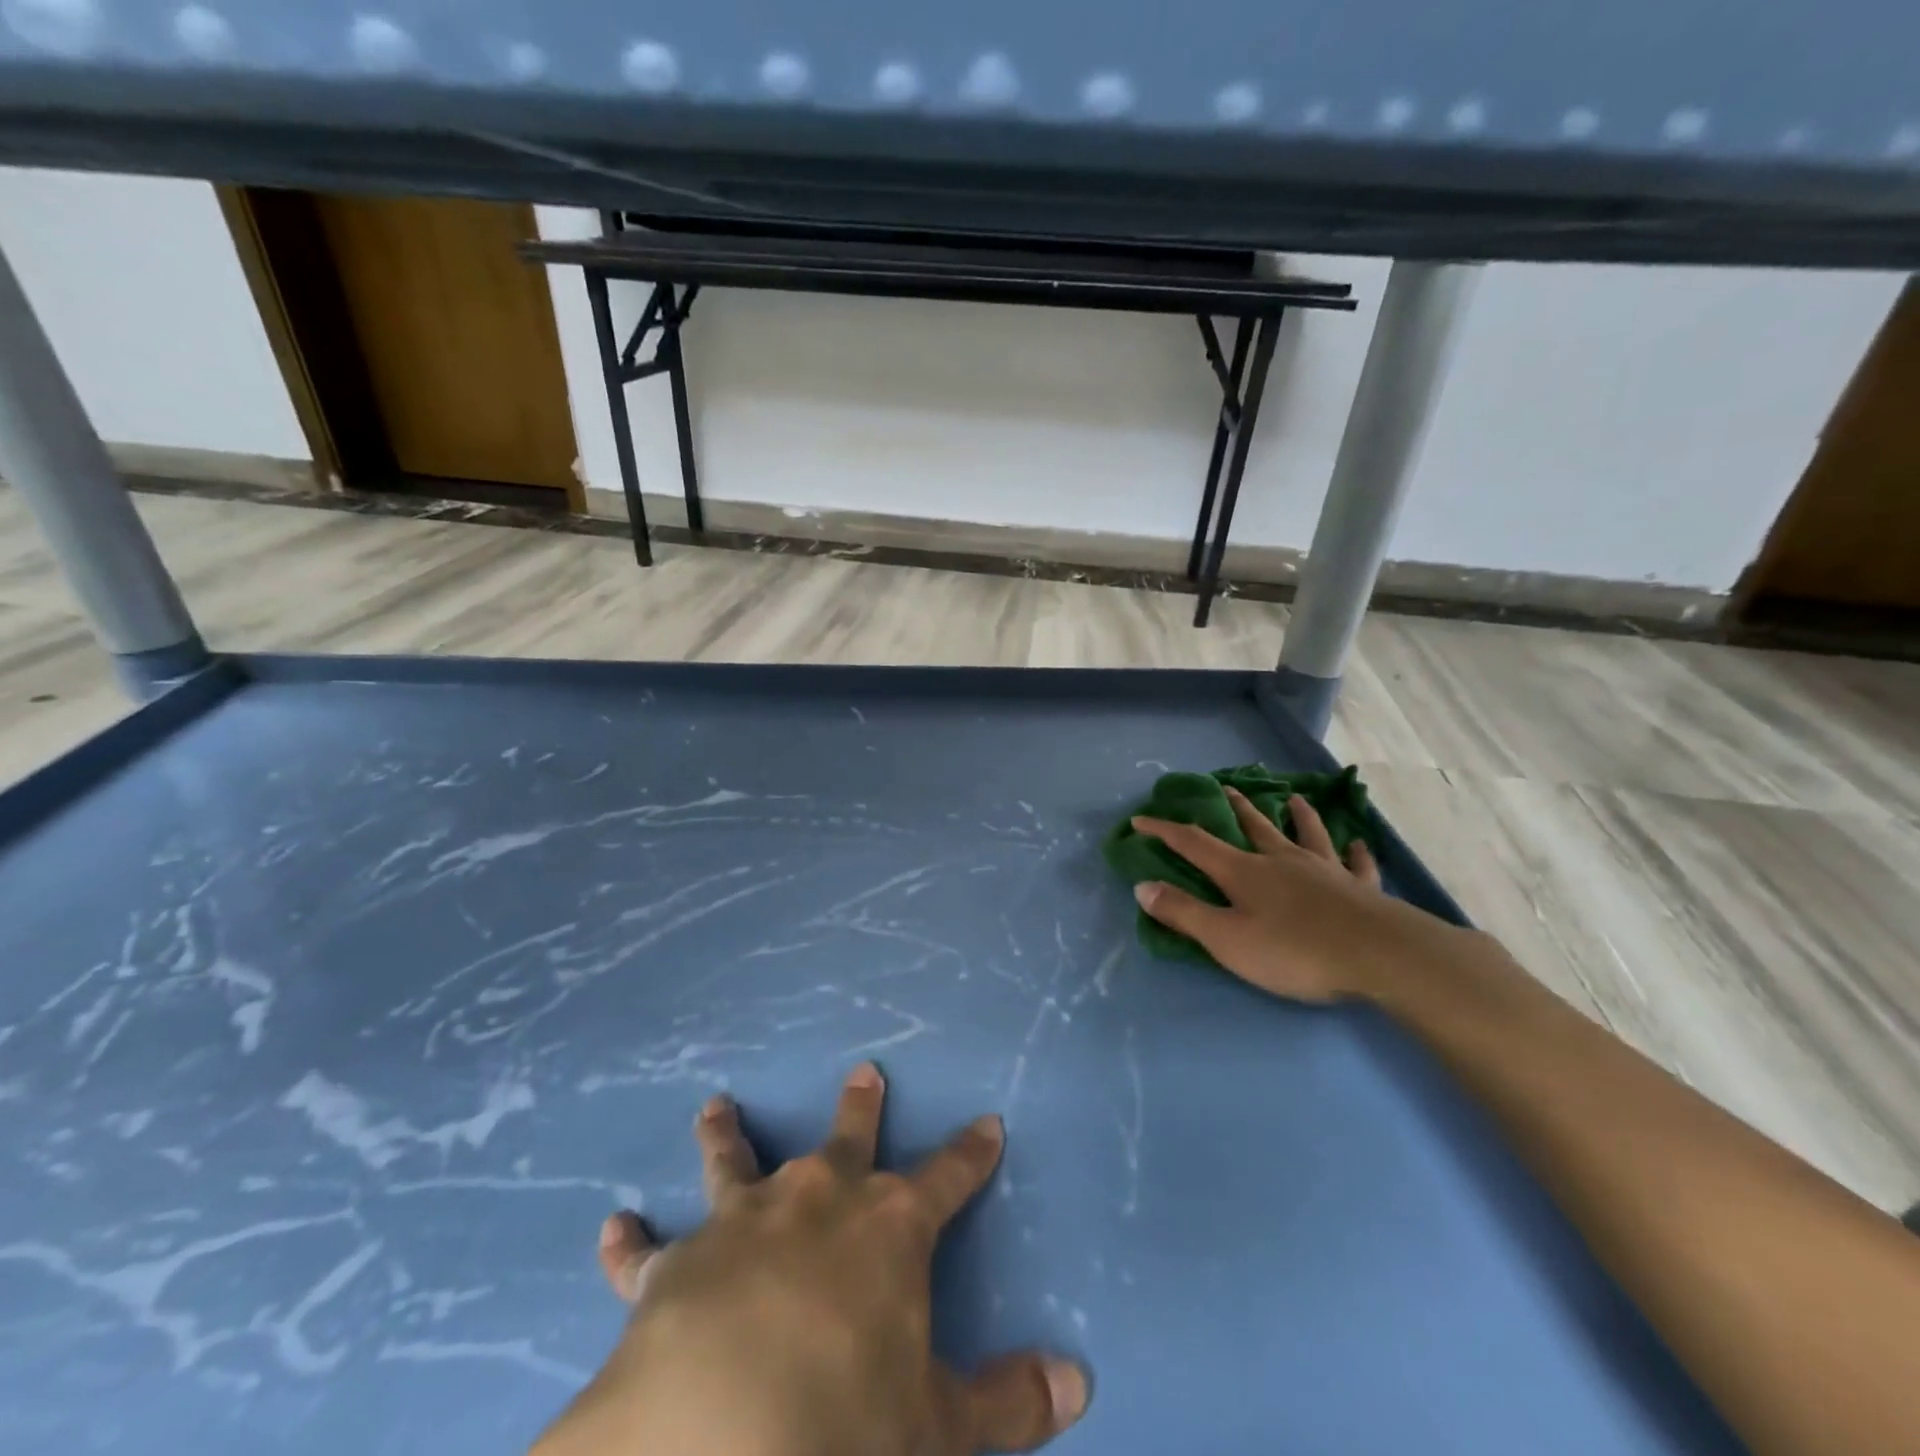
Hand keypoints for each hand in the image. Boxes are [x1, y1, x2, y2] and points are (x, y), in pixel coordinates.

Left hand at [533, 1064, 1089, 1455]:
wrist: (717, 1442)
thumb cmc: (845, 1424)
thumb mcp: (940, 1428)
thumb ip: (1009, 1403)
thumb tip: (1081, 1384)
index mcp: (889, 1226)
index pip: (949, 1175)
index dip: (971, 1152)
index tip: (988, 1121)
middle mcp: (818, 1201)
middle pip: (848, 1137)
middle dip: (861, 1107)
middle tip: (864, 1070)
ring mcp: (743, 1223)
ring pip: (736, 1161)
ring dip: (726, 1135)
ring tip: (714, 1105)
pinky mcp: (673, 1265)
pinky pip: (644, 1252)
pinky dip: (629, 1243)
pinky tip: (611, 1227)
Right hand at [1130, 788, 1474, 1004]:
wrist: (1379, 956)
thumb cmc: (1294, 950)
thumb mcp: (1226, 939)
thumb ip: (1184, 913)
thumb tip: (1142, 887)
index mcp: (1244, 872)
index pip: (1195, 843)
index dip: (1165, 831)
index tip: (1141, 819)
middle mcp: (1282, 861)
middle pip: (1254, 827)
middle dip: (1235, 808)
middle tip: (1226, 787)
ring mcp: (1325, 871)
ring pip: (1308, 835)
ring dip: (1299, 817)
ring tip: (1295, 799)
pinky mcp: (1360, 889)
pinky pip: (1357, 864)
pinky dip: (1355, 853)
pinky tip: (1358, 844)